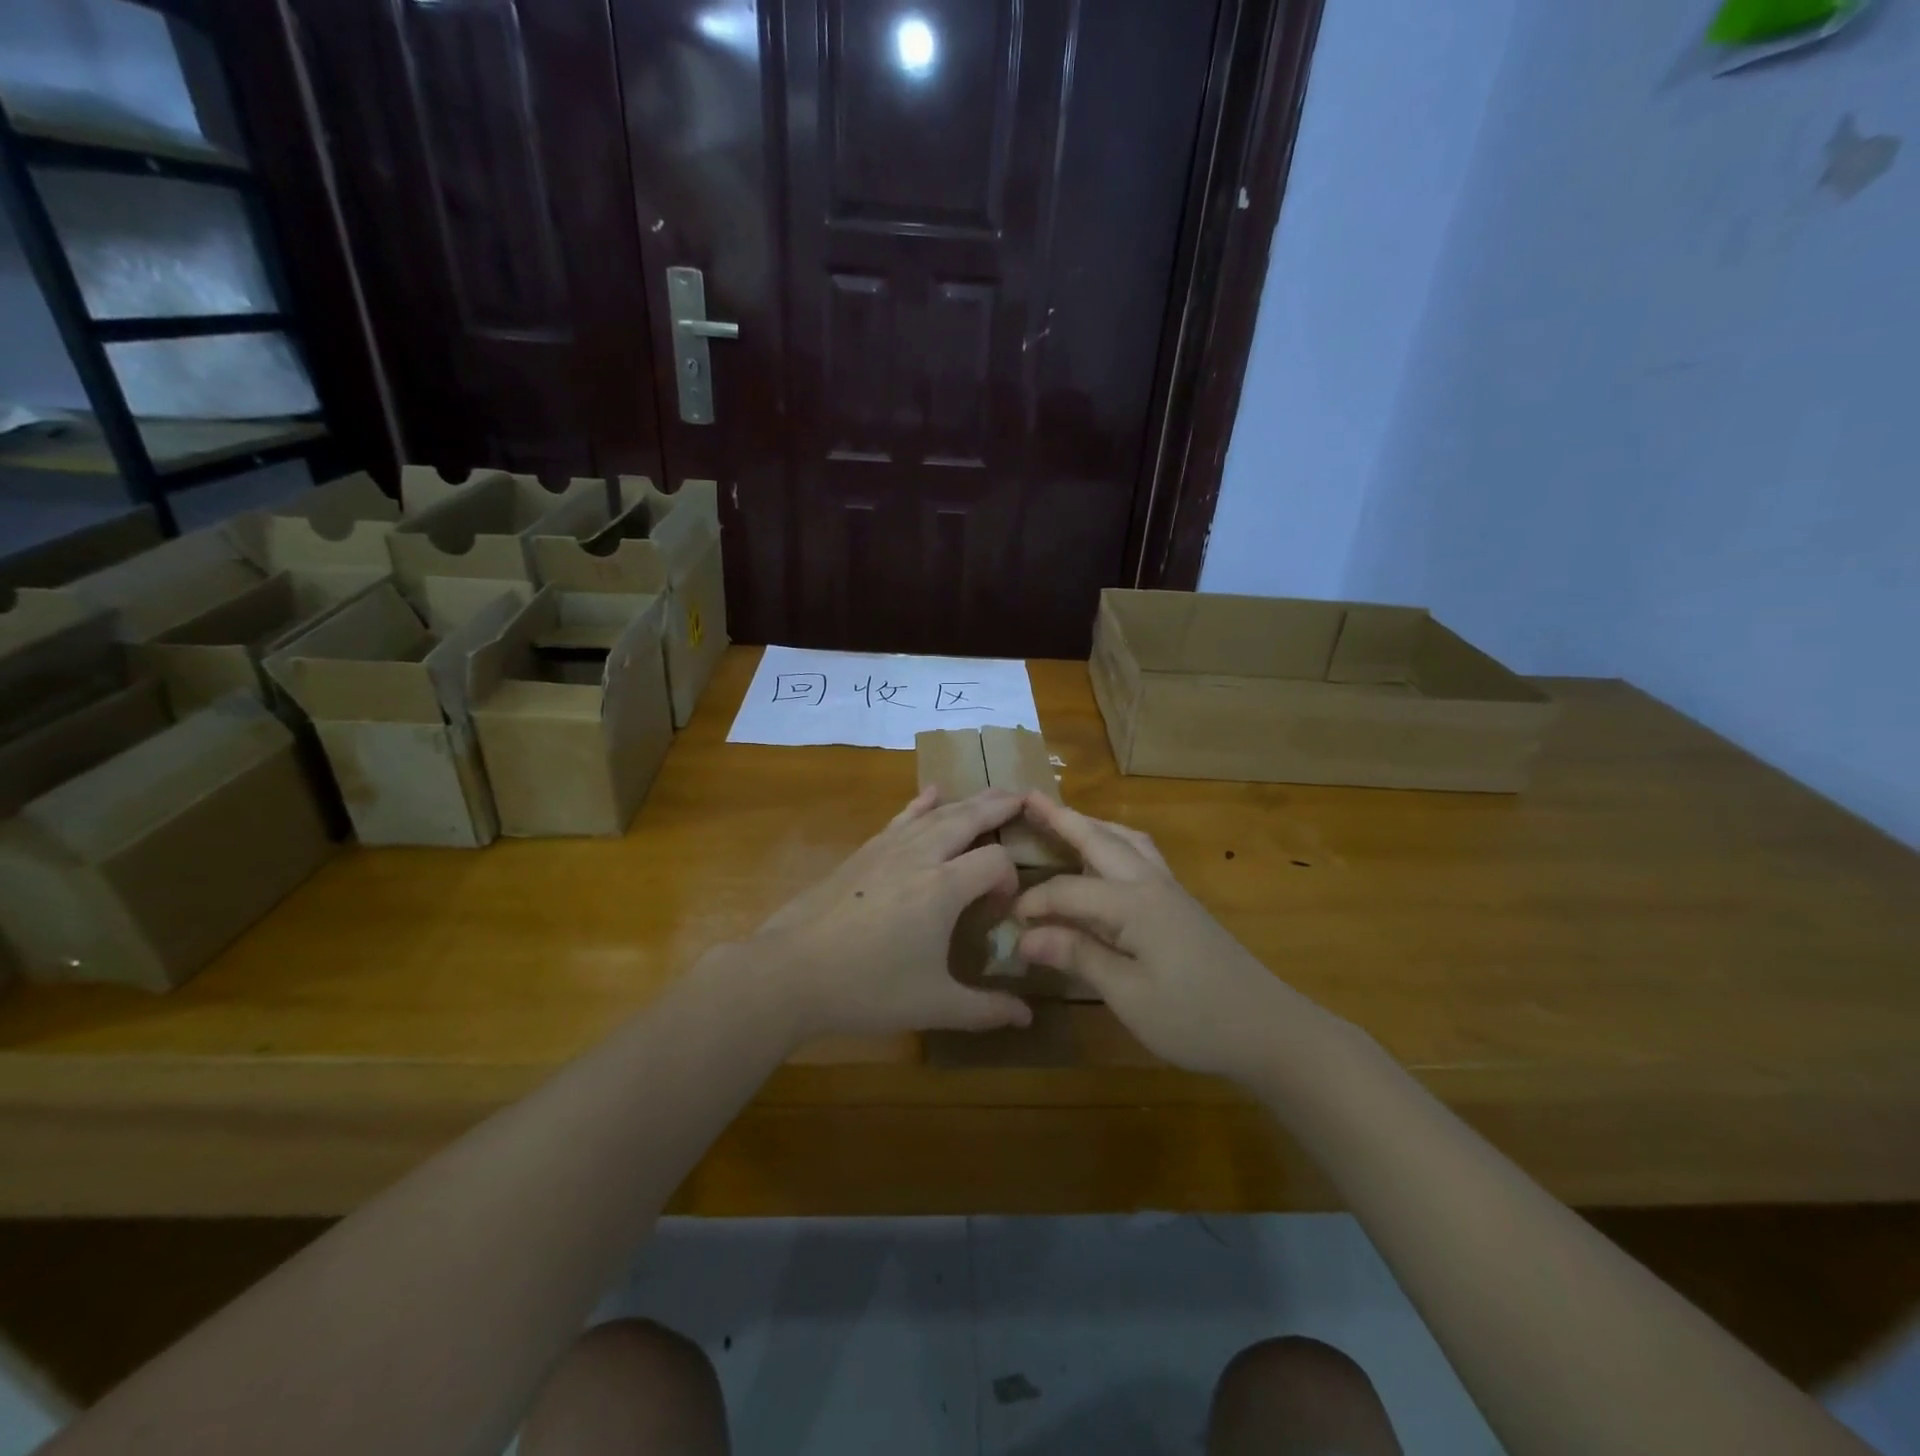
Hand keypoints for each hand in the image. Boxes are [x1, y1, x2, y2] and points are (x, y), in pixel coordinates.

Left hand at [757, 787, 1034, 1039]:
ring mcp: (890, 848)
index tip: (1001, 911)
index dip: (1010, 881)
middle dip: (1000, 807)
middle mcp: (922, 856)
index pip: (996, 863)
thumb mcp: (933, 1005)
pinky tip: (932, 792)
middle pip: (970, 818)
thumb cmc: (868, 988)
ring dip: (968, 801)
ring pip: (937, 813)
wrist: (792, 971)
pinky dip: (922, 802)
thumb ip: (985, 1009)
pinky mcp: (865, 851)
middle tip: (1025, 797)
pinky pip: (902, 817)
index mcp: (944, 888)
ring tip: (992, 794)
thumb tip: (1027, 1018)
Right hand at [1014, 794, 1321, 1080]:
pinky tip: (1108, 858)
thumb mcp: (1129, 995)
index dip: (1034, 903)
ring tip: (1065, 819)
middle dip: (1062, 818)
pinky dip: (1116, 842)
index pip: (1069, 890)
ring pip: (1126, 840)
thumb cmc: (1196, 1018)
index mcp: (1134, 905)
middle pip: (1100, 839)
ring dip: (1092, 825)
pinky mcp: (1182, 904)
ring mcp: (1171, 890)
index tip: (1006, 923)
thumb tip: (1025, 936)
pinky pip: (1142, 854)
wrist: (1270, 1030)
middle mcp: (1151, 884)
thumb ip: (1078, 956)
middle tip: (1028, 798)